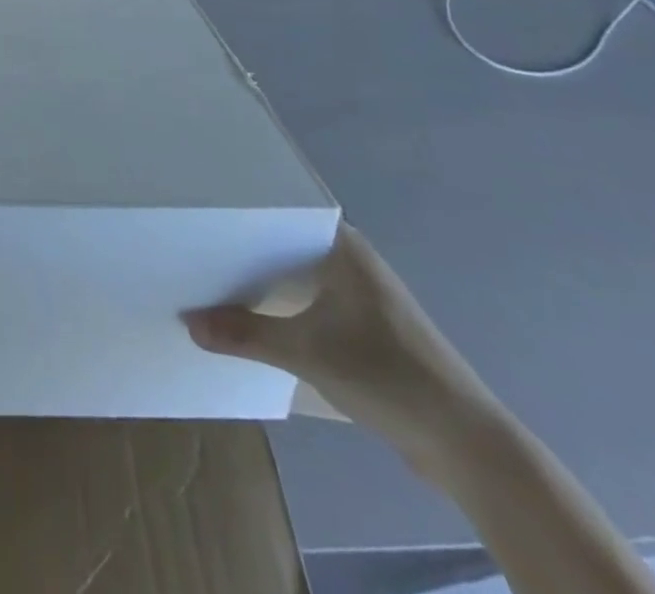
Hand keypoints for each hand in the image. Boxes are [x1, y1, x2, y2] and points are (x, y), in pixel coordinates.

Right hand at [183, 225, 502, 463]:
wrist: (466, 445)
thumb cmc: (386, 374)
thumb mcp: (306, 352)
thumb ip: (245, 334)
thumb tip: (188, 321)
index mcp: (343, 247)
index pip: (284, 211)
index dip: (244, 210)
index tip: (203, 209)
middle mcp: (353, 262)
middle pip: (287, 243)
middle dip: (246, 247)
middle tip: (197, 243)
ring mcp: (362, 297)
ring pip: (299, 275)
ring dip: (265, 281)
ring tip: (215, 278)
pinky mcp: (367, 330)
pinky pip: (312, 303)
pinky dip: (284, 306)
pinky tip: (256, 317)